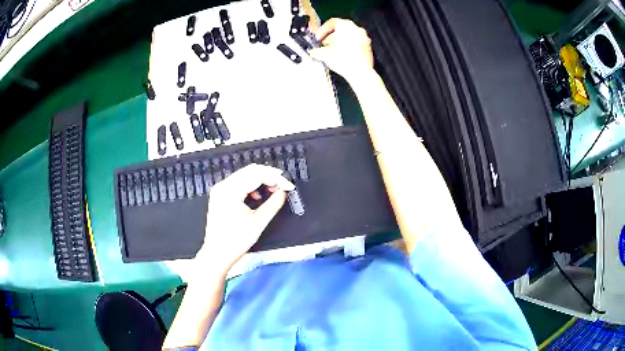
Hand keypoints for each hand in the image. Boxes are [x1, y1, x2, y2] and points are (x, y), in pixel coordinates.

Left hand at [165, 164, 293, 283]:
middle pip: (250, 171)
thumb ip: (273, 204)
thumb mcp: (258, 222)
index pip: (257, 174)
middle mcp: (223, 186)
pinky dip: (251, 185)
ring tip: (273, 190)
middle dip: (269, 176)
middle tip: (284, 185)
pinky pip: (238, 183)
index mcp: (230, 191)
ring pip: (244, 175)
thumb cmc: (236, 241)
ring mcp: (220, 190)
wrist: (217, 254)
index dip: (275, 178)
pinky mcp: (220, 195)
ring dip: (260, 180)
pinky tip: (257, 196)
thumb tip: (283, 192)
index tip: (289, 186)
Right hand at [309, 18, 373, 81]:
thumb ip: (316, 50)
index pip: (331, 23)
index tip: (318, 38)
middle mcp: (356, 29)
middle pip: (340, 30)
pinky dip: (348, 48)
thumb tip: (313, 52)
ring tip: (332, 52)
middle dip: (330, 37)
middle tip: (324, 45)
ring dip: (339, 43)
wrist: (360, 72)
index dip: (322, 31)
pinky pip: (355, 44)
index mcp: (345, 25)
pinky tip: (342, 57)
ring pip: (348, 37)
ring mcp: (364, 38)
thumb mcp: (324, 54)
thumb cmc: (344, 59)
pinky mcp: (368, 47)